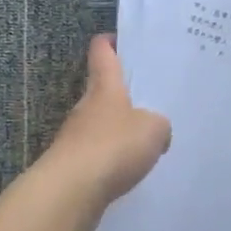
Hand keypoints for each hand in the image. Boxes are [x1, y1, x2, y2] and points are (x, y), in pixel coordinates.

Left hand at [38, 35, 171, 230]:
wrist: (71, 191)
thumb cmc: (112, 147)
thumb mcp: (153, 130)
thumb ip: (159, 125)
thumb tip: (156, 131)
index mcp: (105, 87)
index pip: (102, 53)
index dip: (111, 43)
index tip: (122, 40)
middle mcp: (86, 107)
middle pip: (103, 91)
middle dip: (124, 94)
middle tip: (152, 99)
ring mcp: (76, 137)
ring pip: (101, 126)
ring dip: (119, 131)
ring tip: (147, 141)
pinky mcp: (74, 166)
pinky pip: (99, 156)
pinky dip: (113, 160)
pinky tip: (131, 172)